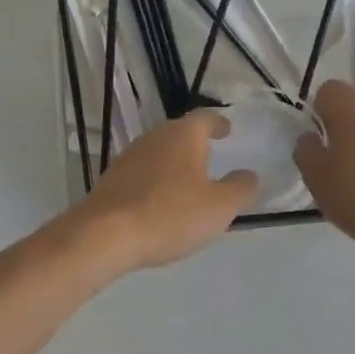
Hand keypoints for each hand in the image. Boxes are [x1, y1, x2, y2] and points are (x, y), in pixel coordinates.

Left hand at [72, 110, 258, 272]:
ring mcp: (129, 157)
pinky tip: (161, 201)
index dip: (218, 123)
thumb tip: (249, 175)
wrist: (105, 235)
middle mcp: (154, 137)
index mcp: (183, 135)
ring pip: (159, 153)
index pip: (205, 118)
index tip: (227, 129)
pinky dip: (156, 181)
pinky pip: (143, 174)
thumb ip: (240, 188)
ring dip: (175, 163)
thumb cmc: (170, 214)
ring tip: (188, 182)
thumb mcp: (219, 207)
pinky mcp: (112, 179)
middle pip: (179, 133)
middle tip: (211, 156)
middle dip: (196, 143)